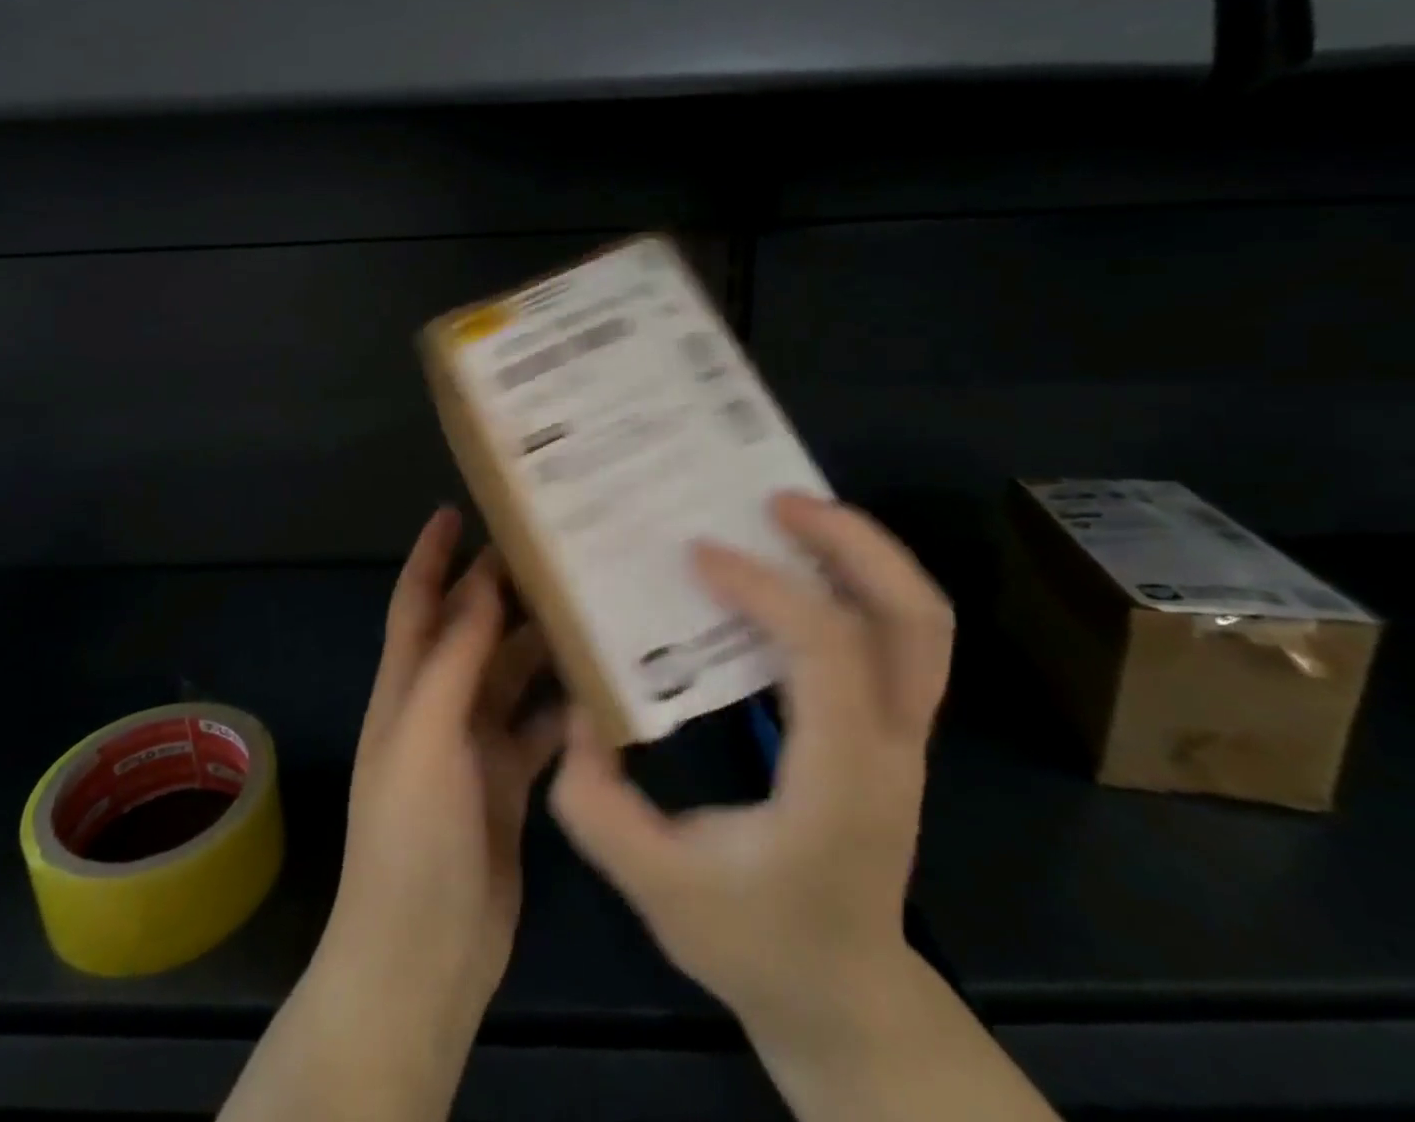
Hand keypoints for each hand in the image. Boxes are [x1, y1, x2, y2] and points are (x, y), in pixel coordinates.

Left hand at [315, 508, 563, 1034]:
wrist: (421, 958)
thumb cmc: (412, 838)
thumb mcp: (425, 737)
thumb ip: (454, 660)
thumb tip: (481, 585)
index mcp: (406, 688)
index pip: (417, 602)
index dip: (431, 554)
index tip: (456, 508)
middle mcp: (438, 706)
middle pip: (471, 631)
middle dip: (500, 590)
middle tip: (553, 552)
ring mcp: (475, 746)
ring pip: (511, 675)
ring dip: (540, 643)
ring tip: (590, 605)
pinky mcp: (511, 783)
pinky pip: (540, 727)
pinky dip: (565, 705)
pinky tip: (605, 687)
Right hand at [548, 493, 953, 1050]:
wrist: (845, 1000)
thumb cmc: (756, 945)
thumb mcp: (657, 888)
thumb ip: (599, 802)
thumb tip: (581, 709)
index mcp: (841, 781)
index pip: (828, 654)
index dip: (767, 589)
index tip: (698, 554)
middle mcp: (893, 748)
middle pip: (913, 618)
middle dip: (850, 542)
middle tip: (775, 499)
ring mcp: (906, 737)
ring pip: (919, 621)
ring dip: (861, 553)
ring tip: (788, 514)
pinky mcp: (893, 730)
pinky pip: (895, 636)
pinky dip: (854, 583)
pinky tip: (791, 569)